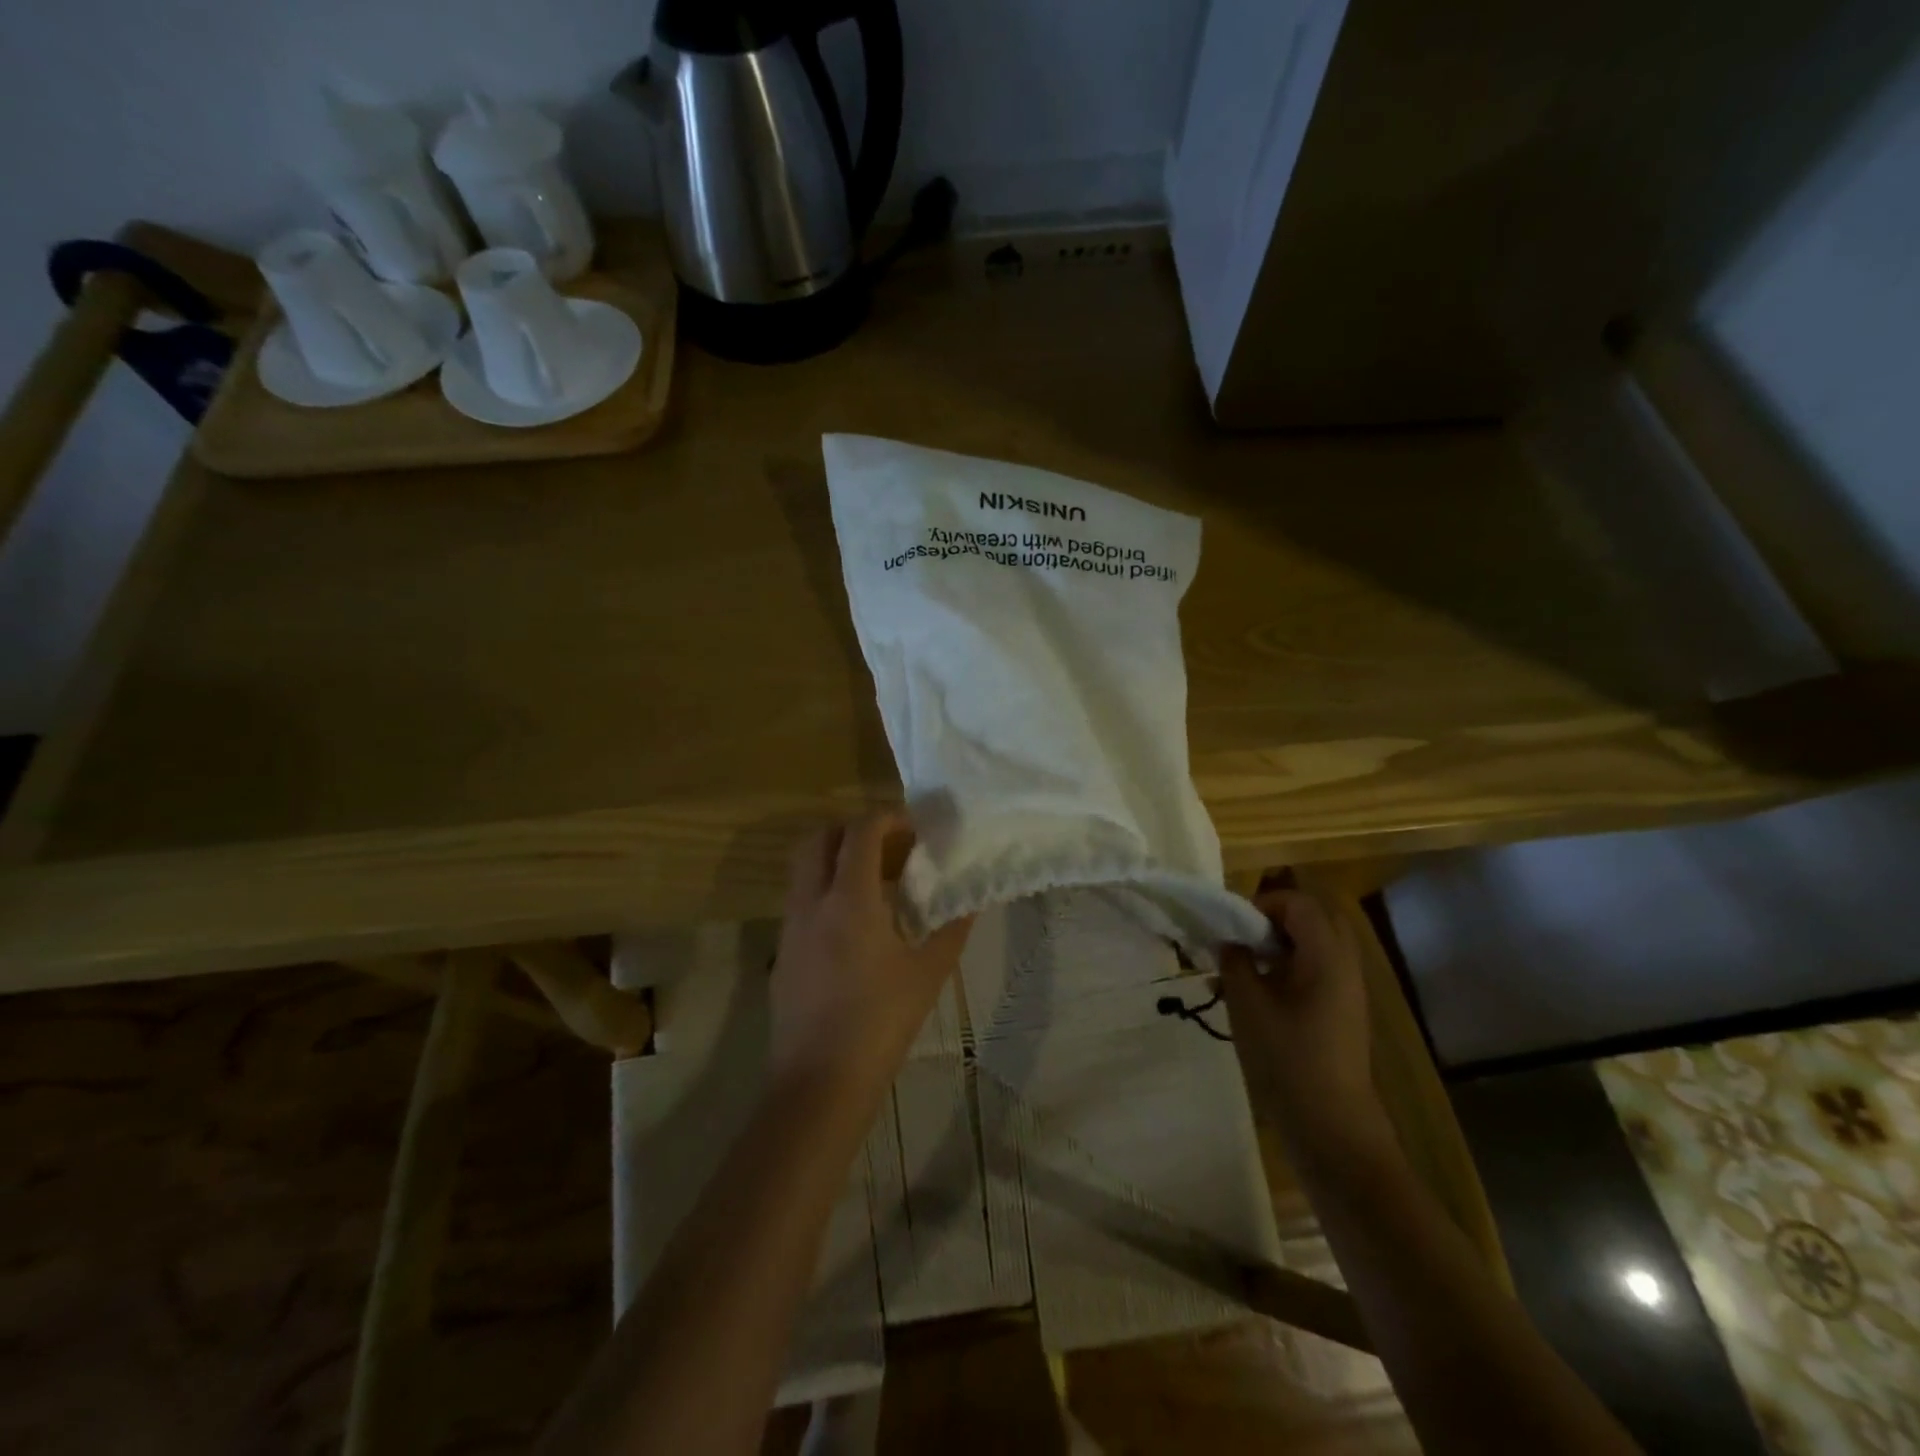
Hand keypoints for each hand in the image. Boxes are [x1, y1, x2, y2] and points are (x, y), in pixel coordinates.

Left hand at [769, 811, 972, 1099]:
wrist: (819, 1082)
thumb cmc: (880, 1023)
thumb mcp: (928, 974)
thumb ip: (951, 929)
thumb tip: (971, 901)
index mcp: (849, 900)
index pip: (861, 832)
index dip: (888, 819)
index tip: (915, 829)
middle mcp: (812, 902)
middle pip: (820, 838)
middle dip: (854, 830)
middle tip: (891, 848)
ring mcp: (790, 925)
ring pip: (804, 866)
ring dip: (836, 857)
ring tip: (877, 881)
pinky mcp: (781, 950)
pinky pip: (800, 897)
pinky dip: (825, 887)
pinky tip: (856, 921)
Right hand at [1220, 886, 1391, 1160]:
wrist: (1331, 1127)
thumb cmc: (1287, 1058)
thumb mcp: (1247, 1004)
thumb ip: (1235, 962)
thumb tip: (1228, 941)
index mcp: (1326, 955)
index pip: (1299, 903)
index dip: (1262, 904)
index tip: (1232, 926)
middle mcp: (1344, 965)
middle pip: (1314, 919)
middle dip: (1274, 920)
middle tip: (1242, 938)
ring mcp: (1347, 991)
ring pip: (1314, 947)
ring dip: (1278, 946)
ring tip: (1242, 968)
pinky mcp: (1341, 1014)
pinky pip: (1315, 972)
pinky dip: (1287, 970)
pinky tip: (1254, 997)